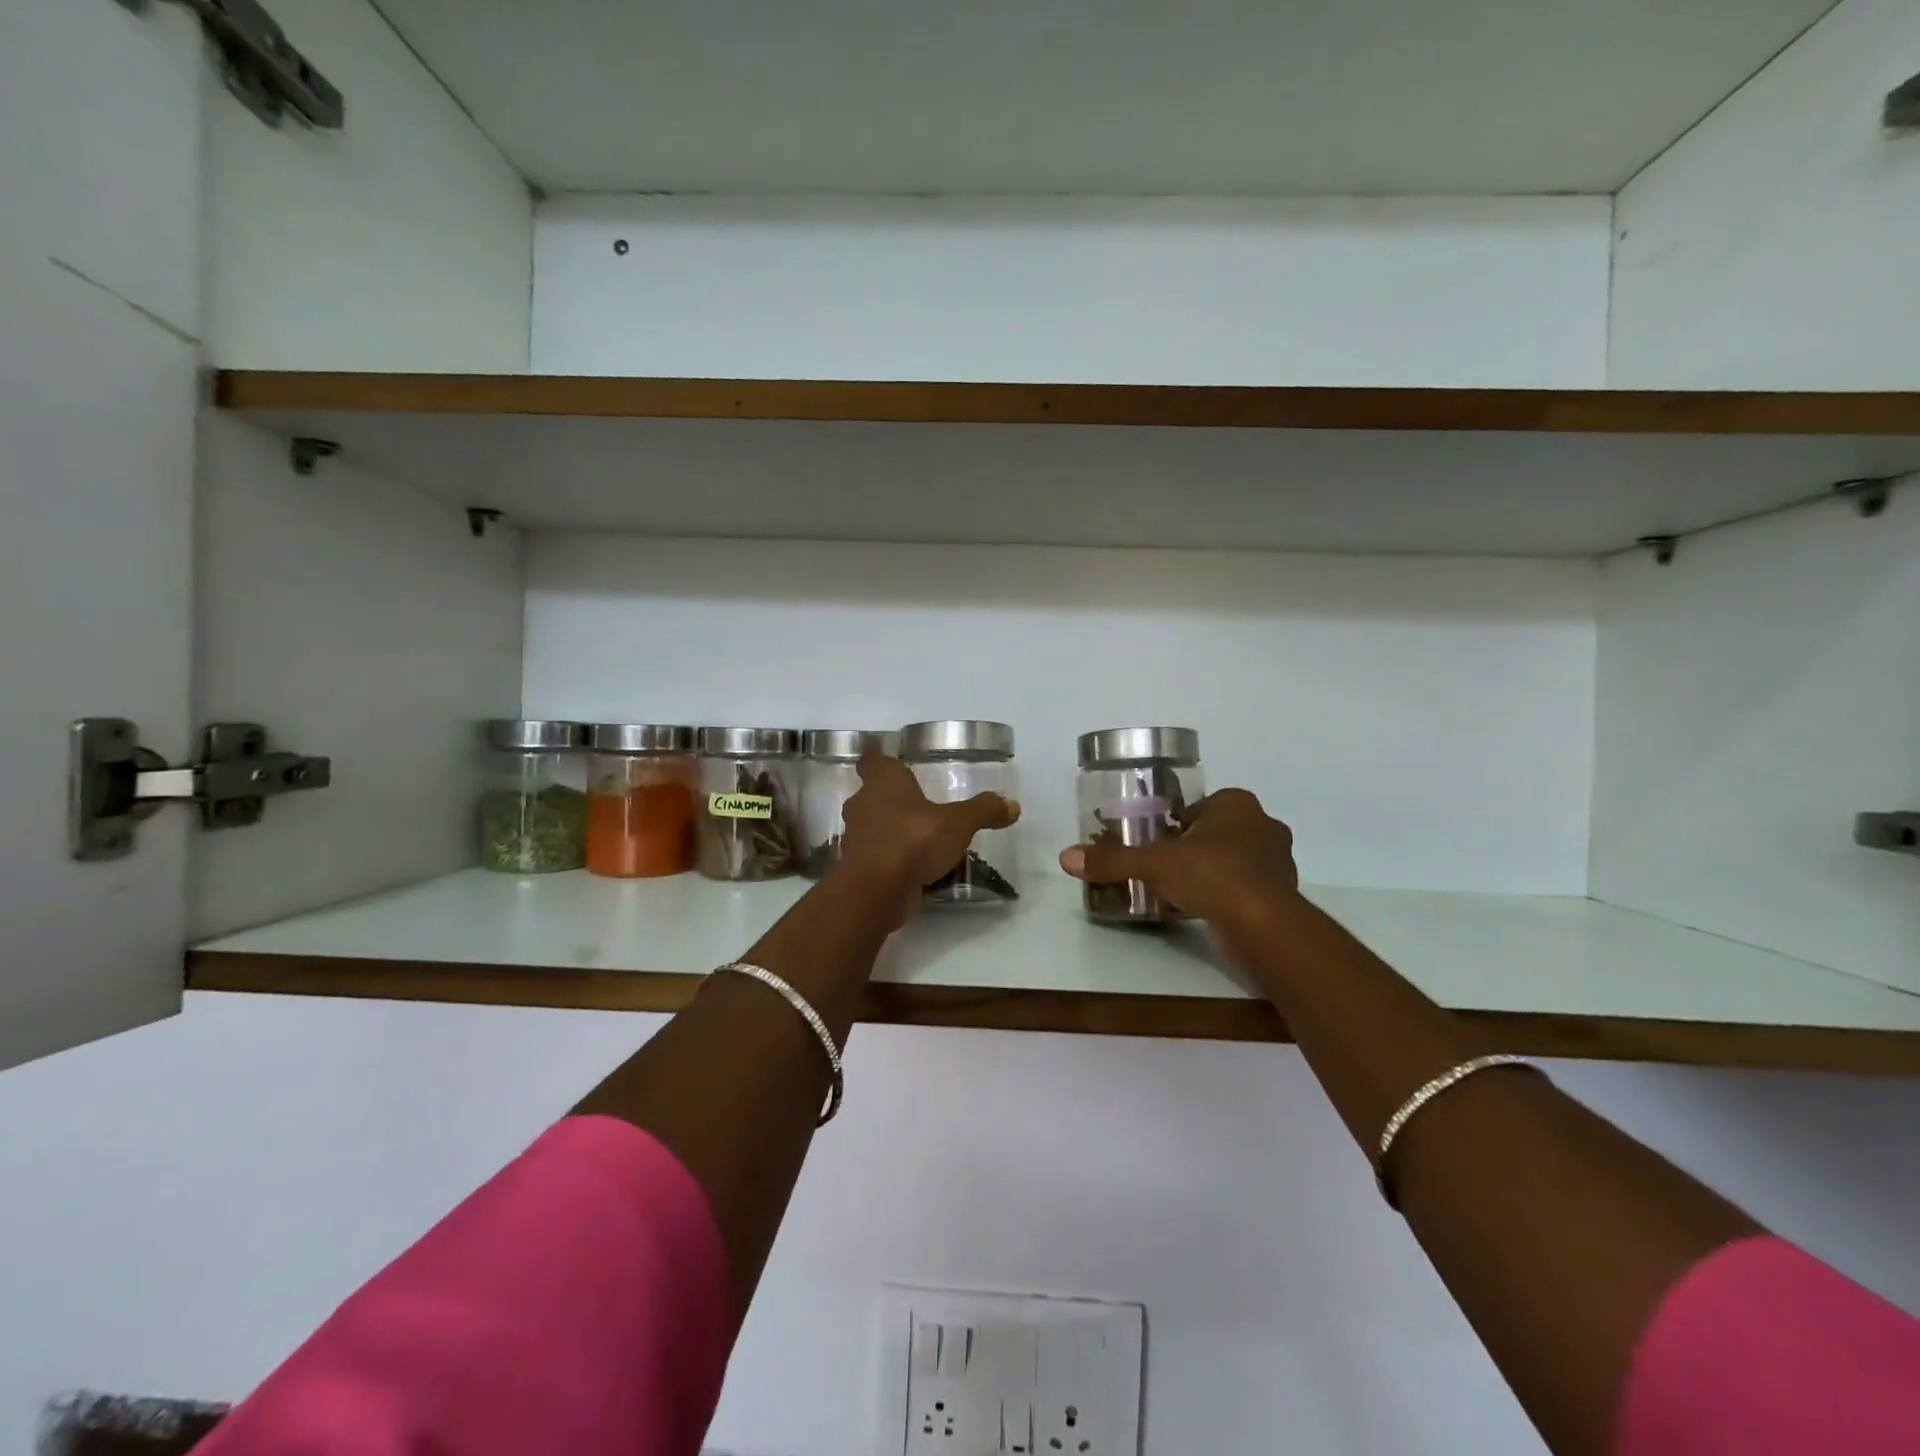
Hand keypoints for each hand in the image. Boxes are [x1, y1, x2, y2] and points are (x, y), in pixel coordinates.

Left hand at [837, 748, 1019, 920]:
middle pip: (871, 794)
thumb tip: (1012, 805)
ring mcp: (855, 838)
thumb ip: (983, 811)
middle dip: (889, 797)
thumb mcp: (958, 823)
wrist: (875, 891)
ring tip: (917, 836)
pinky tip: (912, 867)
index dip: (876, 755)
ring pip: (872, 826)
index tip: (879, 751)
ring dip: (890, 829)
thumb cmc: (913, 840)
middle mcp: (863, 804)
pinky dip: (890, 858)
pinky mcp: (858, 868)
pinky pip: (876, 856)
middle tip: (913, 800)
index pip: (873, 760)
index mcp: (883, 782)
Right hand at [1058, 787, 1298, 925]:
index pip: (1202, 806)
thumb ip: (1113, 860)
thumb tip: (1066, 857)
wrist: (1264, 926)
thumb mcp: (1153, 864)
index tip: (1157, 841)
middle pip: (1217, 832)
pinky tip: (1201, 909)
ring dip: (1210, 872)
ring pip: (1234, 860)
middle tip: (1163, 865)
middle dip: (1193, 847)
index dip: (1177, 822)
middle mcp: (1263, 826)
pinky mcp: (1280, 896)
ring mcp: (1277, 862)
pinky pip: (1244, 888)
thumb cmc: (1211, 875)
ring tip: (1179, 889)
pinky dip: (1225, 895)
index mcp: (1237, 804)